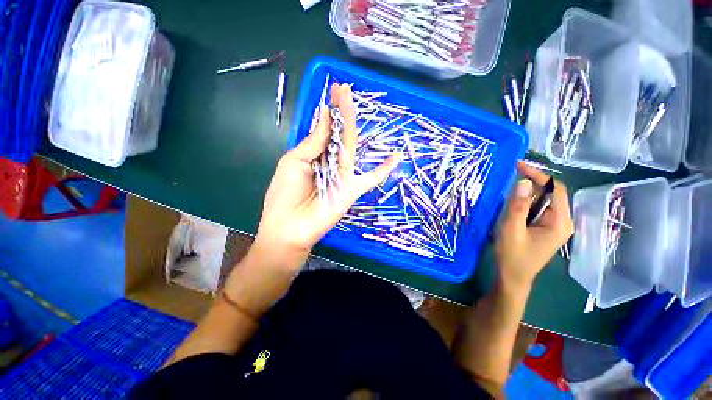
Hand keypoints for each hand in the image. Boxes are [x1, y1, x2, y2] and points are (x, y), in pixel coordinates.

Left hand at [254, 83, 398, 266]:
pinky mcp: (351, 189)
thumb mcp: (294, 162)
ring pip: (350, 147)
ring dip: (352, 125)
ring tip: (352, 100)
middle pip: (338, 135)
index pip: (325, 129)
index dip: (329, 111)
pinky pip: (371, 179)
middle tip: (343, 89)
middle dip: (340, 112)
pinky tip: (396, 157)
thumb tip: (323, 113)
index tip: (333, 90)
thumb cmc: (285, 194)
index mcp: (314, 155)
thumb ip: (313, 141)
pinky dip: (383, 170)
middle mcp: (330, 162)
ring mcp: (342, 175)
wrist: (289, 227)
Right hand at [495, 162, 573, 290]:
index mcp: (560, 222)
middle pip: (551, 193)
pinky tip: (513, 204)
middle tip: (511, 175)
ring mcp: (554, 226)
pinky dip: (526, 202)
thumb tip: (523, 181)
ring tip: (509, 187)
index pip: (555, 189)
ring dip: (528, 193)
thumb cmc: (512, 255)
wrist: (513, 277)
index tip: (518, 166)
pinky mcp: (545, 229)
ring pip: (544, 201)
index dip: (539, 175)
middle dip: (533, 182)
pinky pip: (538, 209)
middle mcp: (562, 222)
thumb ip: (517, 206)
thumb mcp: (511, 229)